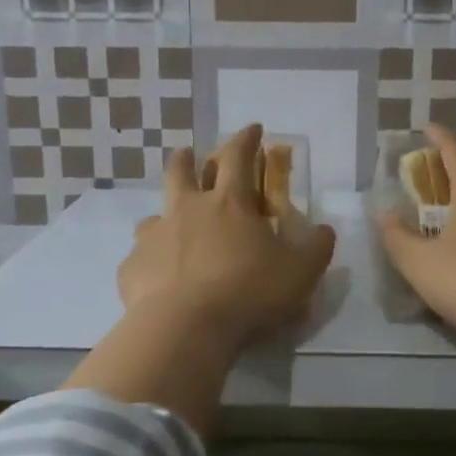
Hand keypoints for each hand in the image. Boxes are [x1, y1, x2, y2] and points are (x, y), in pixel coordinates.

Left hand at [119, 124, 336, 347]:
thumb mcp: (300, 271)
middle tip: (188, 153)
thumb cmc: (248, 291)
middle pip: (181, 171)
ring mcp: (154, 236)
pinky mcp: (132, 267)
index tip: (253, 128)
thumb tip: (323, 229)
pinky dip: (151, 261)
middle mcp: (187, 210)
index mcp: (229, 203)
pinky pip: (140, 257)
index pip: (238, 157)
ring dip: (166, 214)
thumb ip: (316, 247)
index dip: (246, 139)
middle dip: (187, 158)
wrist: (185, 327)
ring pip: (155, 214)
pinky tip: (158, 278)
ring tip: (172, 227)